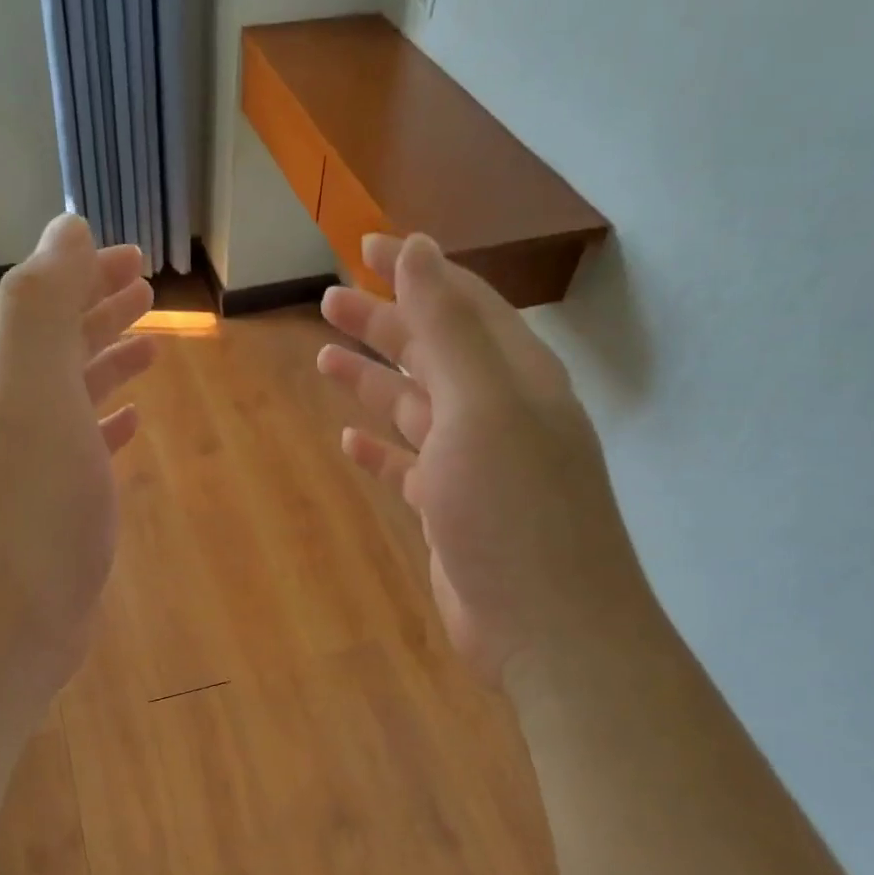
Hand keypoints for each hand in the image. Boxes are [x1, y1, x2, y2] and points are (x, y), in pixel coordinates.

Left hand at [0, 214, 155, 689]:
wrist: (4, 624)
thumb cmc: (31, 508)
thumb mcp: (35, 391)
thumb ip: (44, 304)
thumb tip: (65, 225)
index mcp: (2, 374)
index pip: (43, 301)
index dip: (85, 273)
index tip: (136, 257)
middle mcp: (6, 410)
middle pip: (55, 342)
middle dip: (98, 309)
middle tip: (147, 289)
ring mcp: (25, 461)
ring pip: (69, 391)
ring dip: (104, 360)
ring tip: (149, 346)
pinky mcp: (48, 506)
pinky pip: (79, 444)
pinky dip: (103, 421)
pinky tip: (130, 422)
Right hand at [318, 234, 648, 681]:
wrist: (548, 628)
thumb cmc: (514, 510)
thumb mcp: (482, 407)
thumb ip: (449, 327)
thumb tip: (419, 247)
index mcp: (515, 379)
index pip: (463, 304)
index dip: (416, 272)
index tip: (366, 246)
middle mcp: (500, 414)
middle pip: (434, 353)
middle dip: (384, 324)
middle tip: (327, 301)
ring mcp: (477, 466)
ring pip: (418, 407)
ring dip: (375, 382)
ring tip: (324, 359)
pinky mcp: (455, 510)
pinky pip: (410, 466)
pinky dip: (381, 448)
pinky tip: (350, 440)